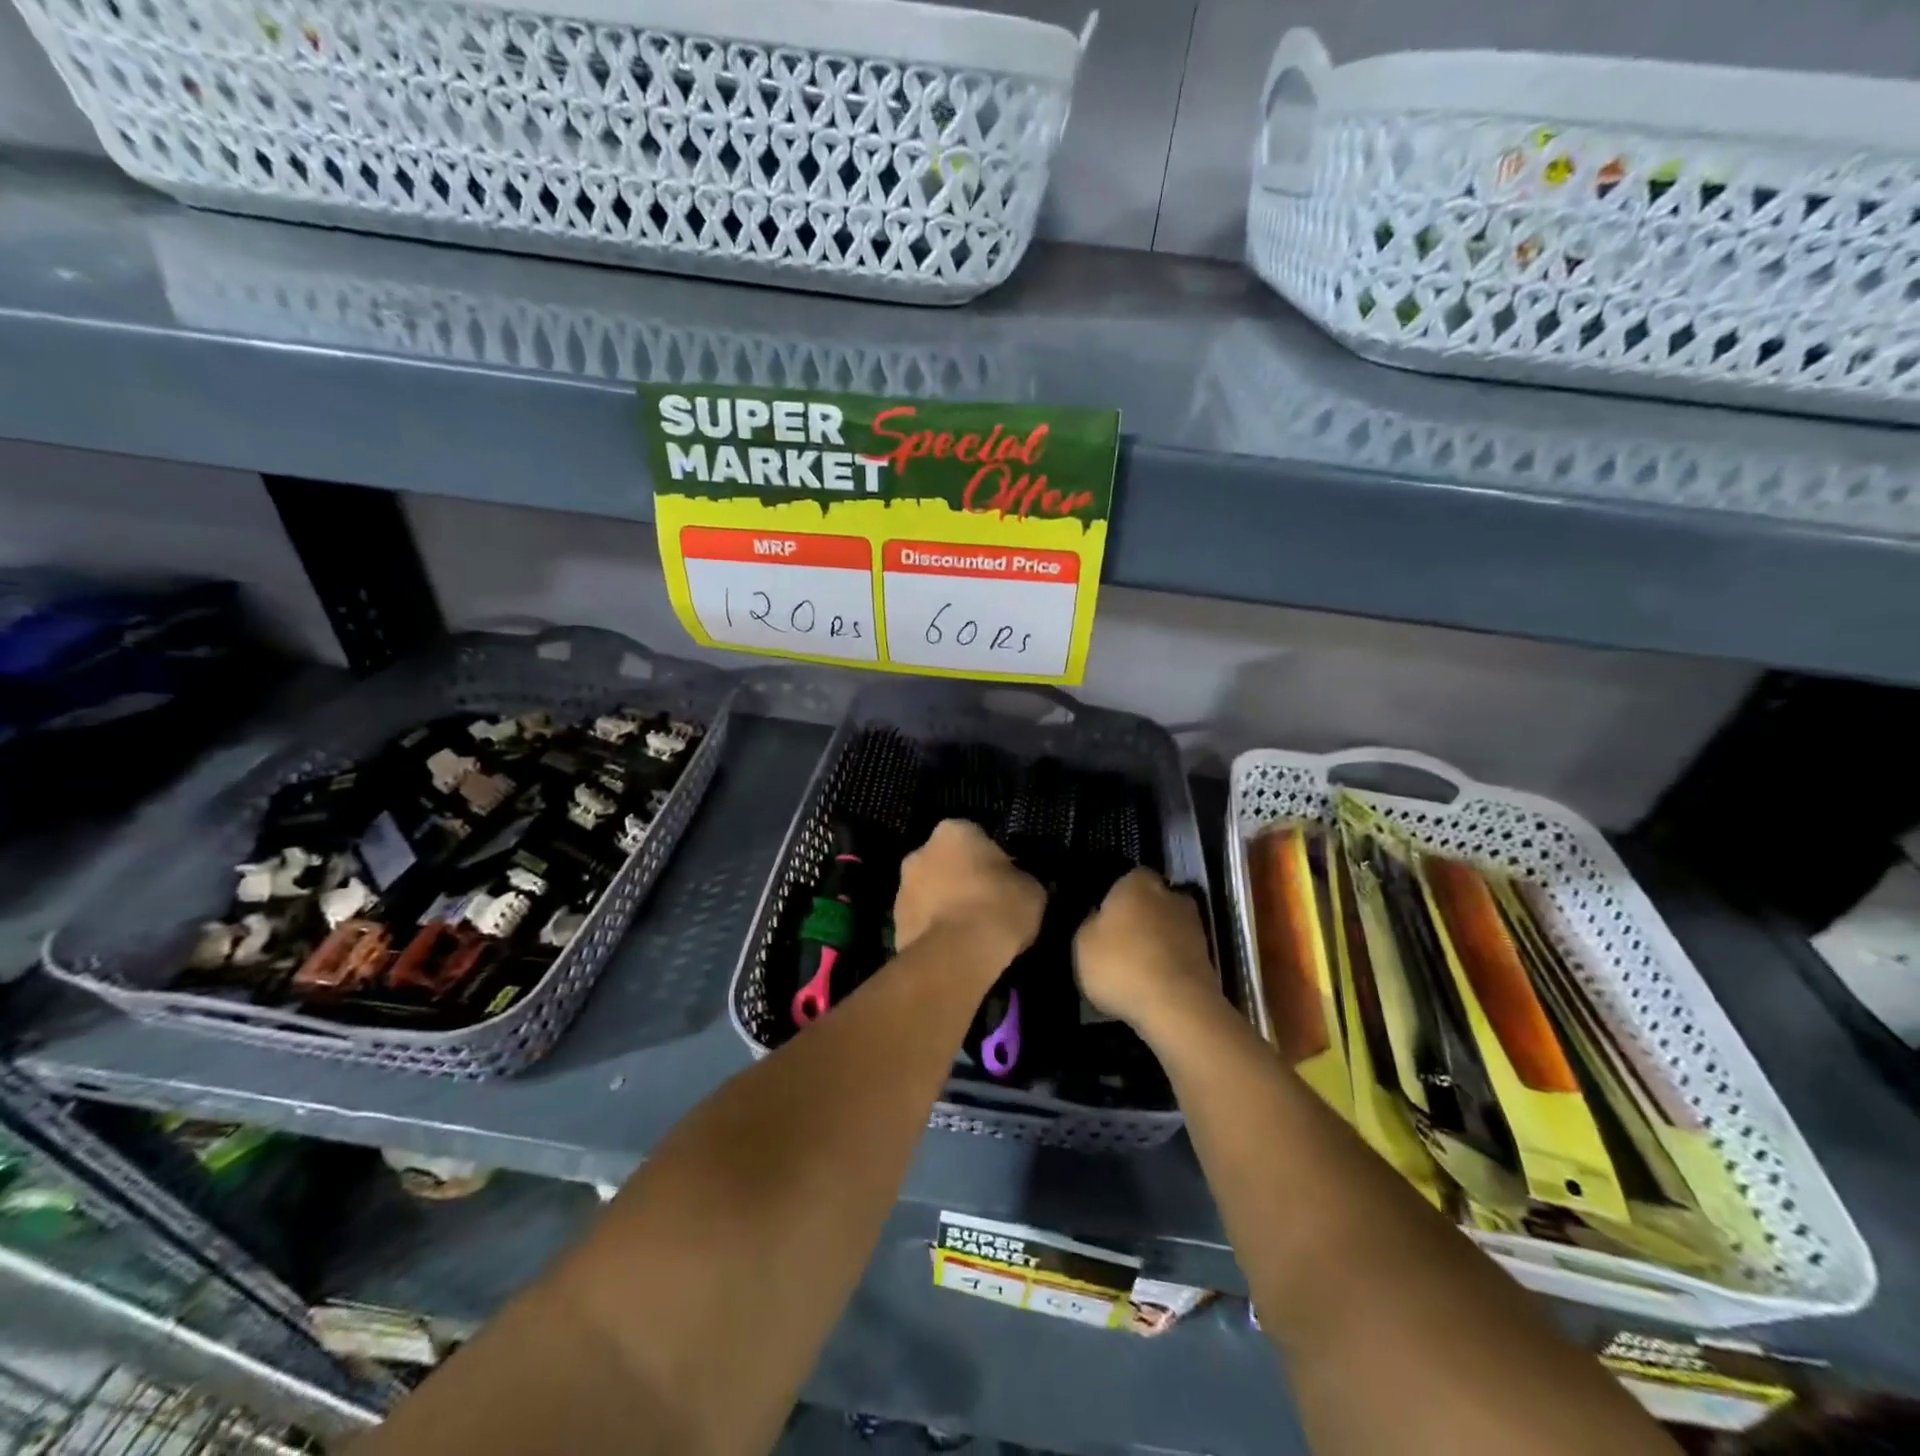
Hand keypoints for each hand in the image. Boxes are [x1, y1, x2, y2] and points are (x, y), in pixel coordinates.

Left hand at [893, 820, 1044, 970]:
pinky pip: (922, 921)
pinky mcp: (894, 924)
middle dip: (962, 879)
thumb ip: (1021, 879)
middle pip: (947, 862)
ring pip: (931, 892)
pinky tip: (955, 950)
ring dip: (945, 905)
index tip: (1005, 882)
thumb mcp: (1032, 890)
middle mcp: (920, 851)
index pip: (976, 837)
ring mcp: (902, 888)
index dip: (992, 860)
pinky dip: (935, 931)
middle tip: (987, 905)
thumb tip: (1017, 884)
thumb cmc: (998, 908)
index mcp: (954, 831)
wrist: (956, 956)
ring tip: (971, 934)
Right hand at [1074, 868, 1220, 1038]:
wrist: (1177, 1007)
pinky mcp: (1208, 958)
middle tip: (1120, 941)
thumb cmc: (1121, 965)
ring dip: (1157, 941)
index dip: (1116, 895)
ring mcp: (1194, 927)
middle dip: (1141, 916)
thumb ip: (1090, 923)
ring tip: (1136, 968)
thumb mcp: (1082, 943)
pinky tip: (1154, 984)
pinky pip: (1180, 954)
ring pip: (1168, 927)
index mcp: (1138, 884)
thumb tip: (1099, 917)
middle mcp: (1170, 896)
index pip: (1128, 877)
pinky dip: (1169, 964)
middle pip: (1153, 901)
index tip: (1105, 916)